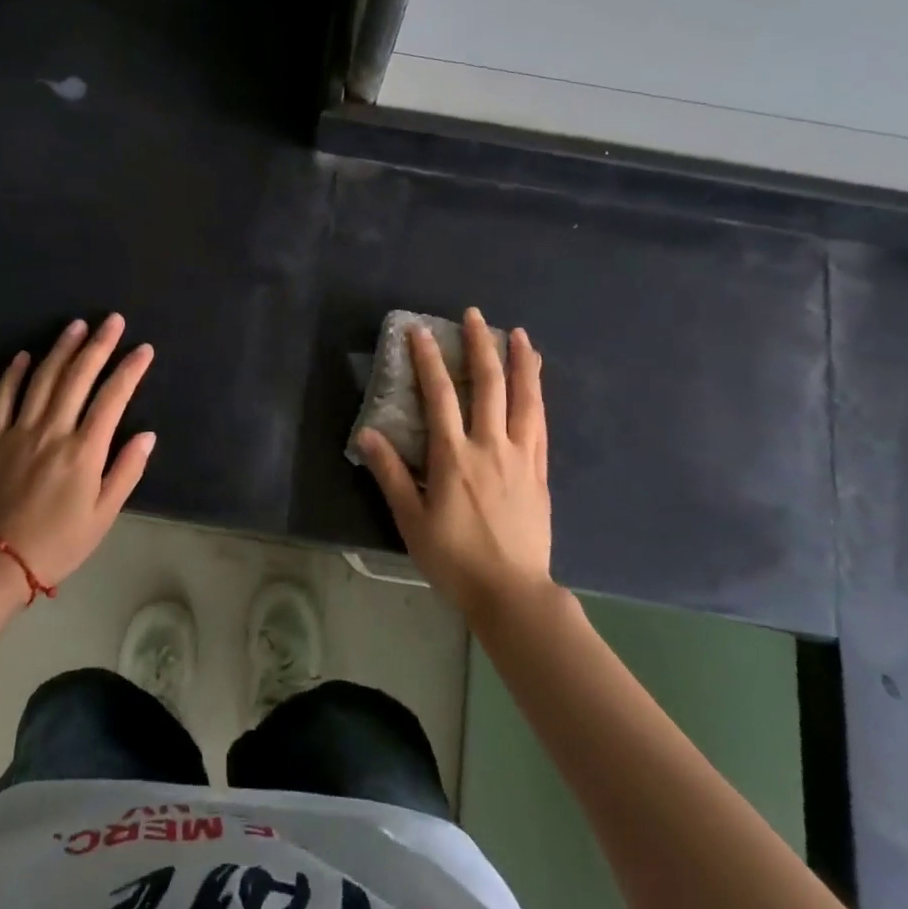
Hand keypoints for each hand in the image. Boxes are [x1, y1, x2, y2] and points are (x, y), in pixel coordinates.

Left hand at [0, 314, 155, 591]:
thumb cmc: (59, 542)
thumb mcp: (103, 515)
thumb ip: (126, 471)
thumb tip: (147, 435)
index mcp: (84, 451)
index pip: (113, 398)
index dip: (130, 369)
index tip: (144, 349)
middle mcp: (52, 432)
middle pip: (78, 377)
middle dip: (99, 345)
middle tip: (113, 320)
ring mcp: (19, 432)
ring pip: (43, 379)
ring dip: (61, 349)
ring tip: (76, 325)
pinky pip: (2, 398)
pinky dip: (13, 374)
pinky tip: (24, 355)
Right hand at [354, 307, 552, 618]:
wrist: (512, 593)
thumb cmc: (454, 559)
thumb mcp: (411, 519)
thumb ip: (390, 473)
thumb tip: (367, 432)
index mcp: (454, 456)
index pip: (439, 395)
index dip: (428, 359)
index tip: (421, 331)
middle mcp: (490, 446)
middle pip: (487, 385)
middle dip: (479, 345)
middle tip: (474, 315)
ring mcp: (521, 456)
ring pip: (524, 398)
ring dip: (519, 362)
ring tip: (518, 333)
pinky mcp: (540, 471)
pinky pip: (540, 423)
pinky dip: (537, 395)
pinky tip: (536, 382)